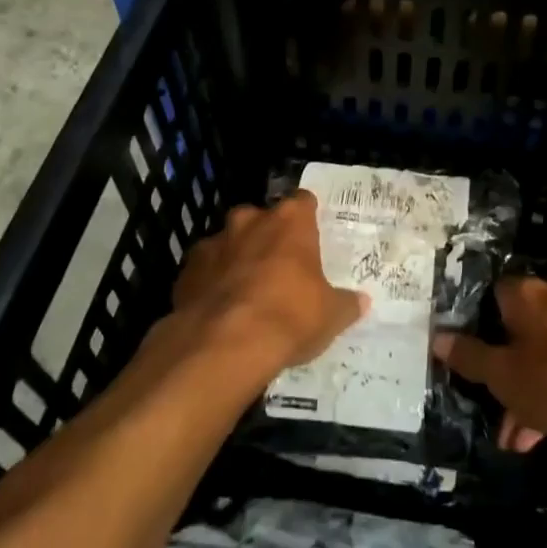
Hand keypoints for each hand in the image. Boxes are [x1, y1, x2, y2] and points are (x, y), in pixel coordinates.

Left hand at [169, 192, 367, 381]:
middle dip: (268, 235)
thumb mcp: (330, 315)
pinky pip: (204, 270)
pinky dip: (211, 282)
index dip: (307, 216)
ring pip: (228, 242)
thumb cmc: (289, 317)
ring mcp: (213, 243)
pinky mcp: (186, 271)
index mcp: (290, 222)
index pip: (303, 201)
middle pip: (261, 218)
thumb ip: (345, 304)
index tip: (311, 232)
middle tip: (279, 264)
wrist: (223, 346)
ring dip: (236, 257)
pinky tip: (219, 308)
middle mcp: (250, 222)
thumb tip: (360, 302)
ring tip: (246, 289)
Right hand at [432, 275, 546, 449]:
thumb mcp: (504, 375)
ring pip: (539, 358)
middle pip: (514, 332)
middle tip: (487, 406)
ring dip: (523, 394)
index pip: (490, 296)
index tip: (463, 354)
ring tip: (512, 439)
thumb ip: (470, 358)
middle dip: (499, 373)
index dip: (474, 324)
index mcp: (524, 296)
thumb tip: (437, 337)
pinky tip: (540, 437)